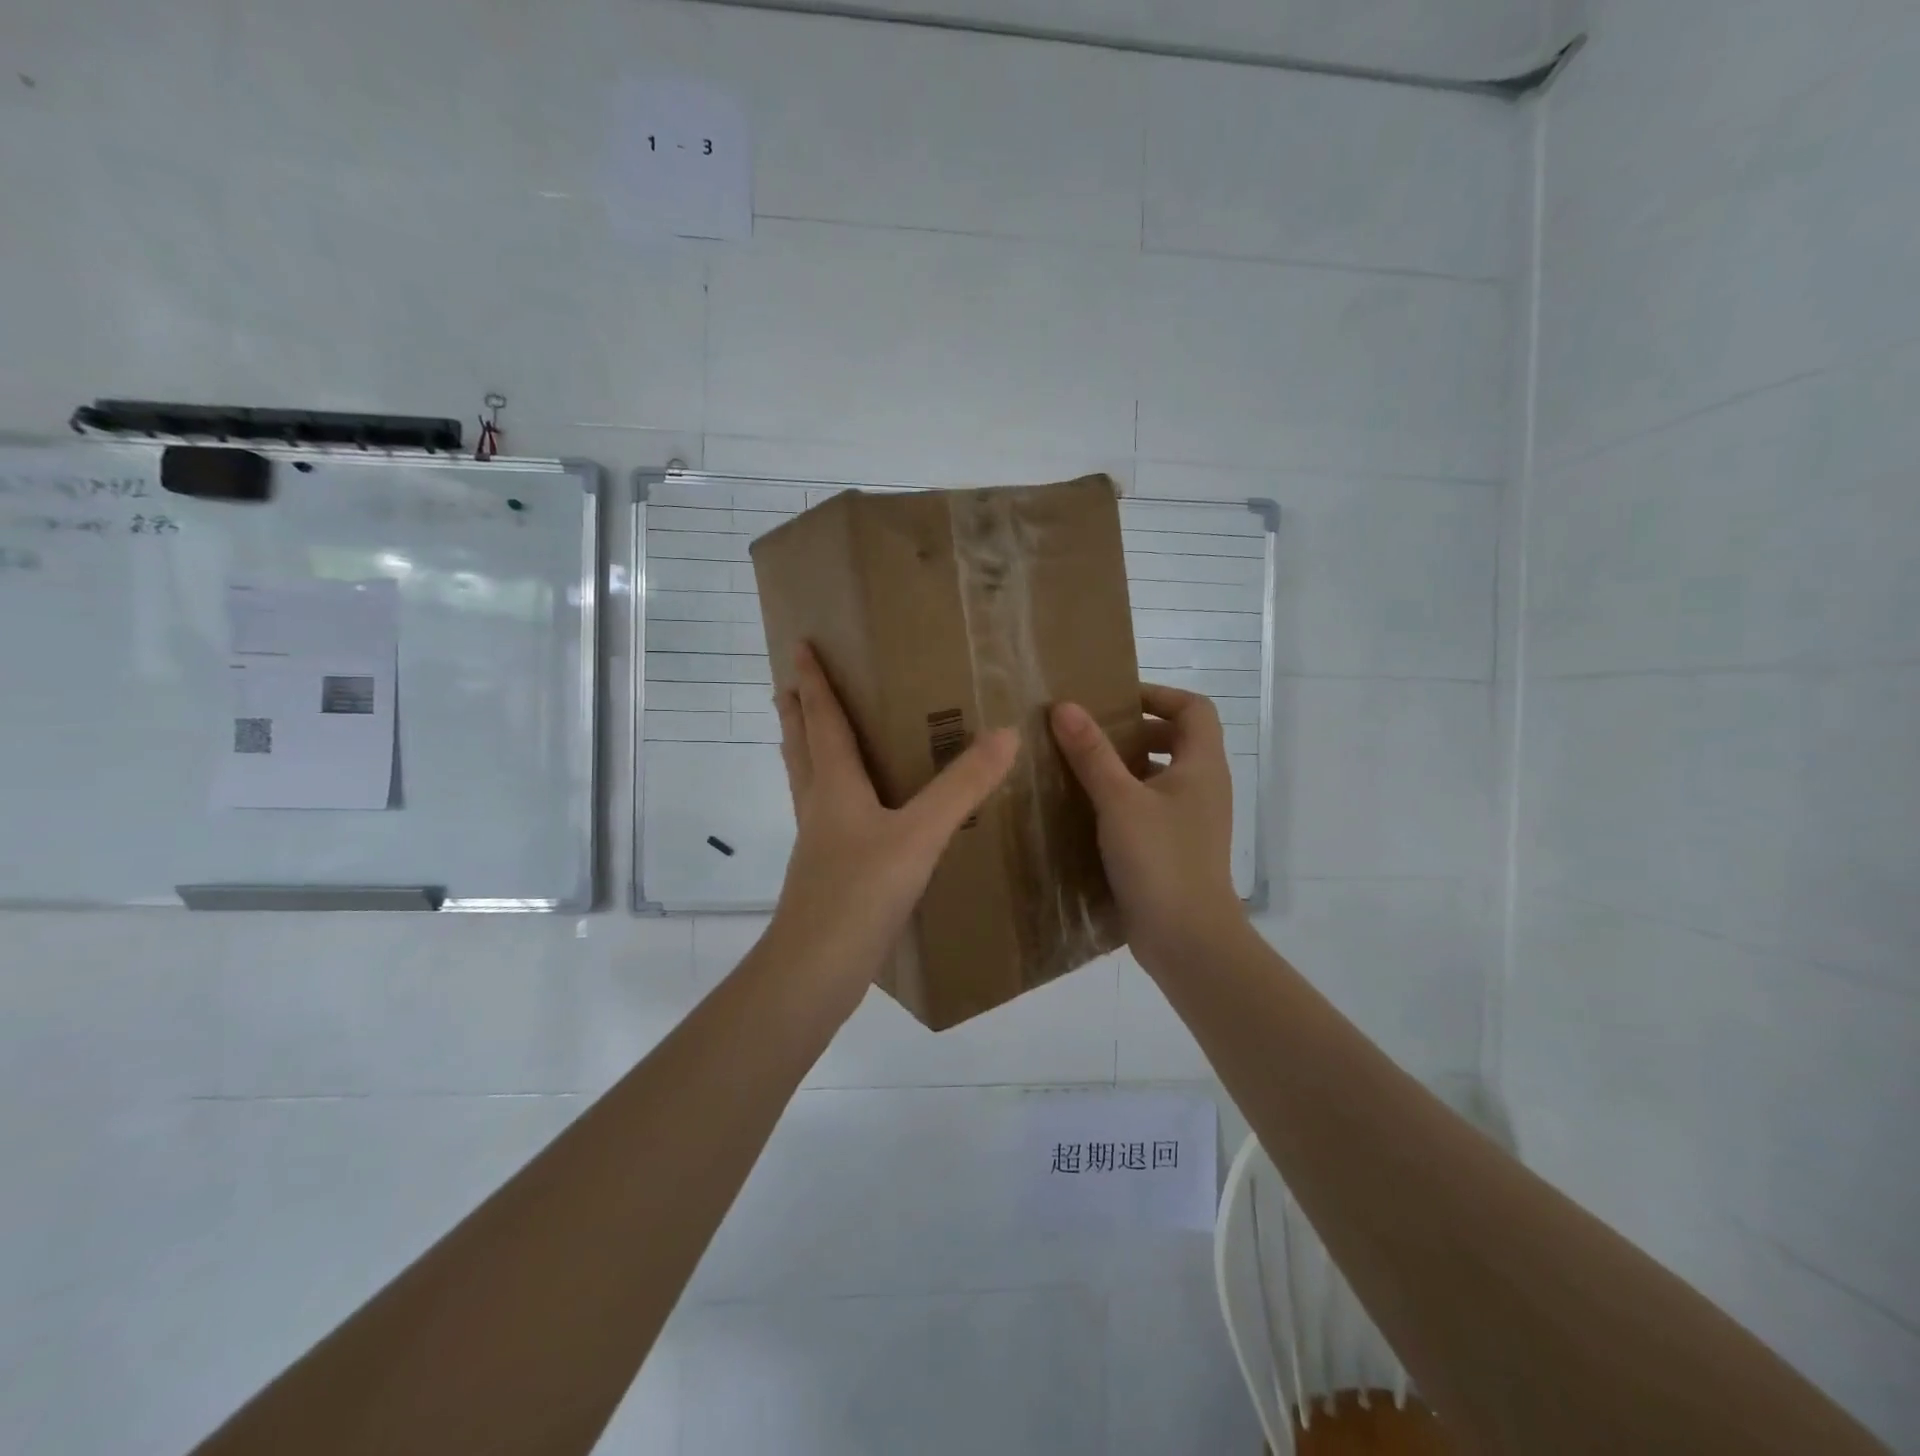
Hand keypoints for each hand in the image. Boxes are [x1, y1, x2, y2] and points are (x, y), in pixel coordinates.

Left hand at [769, 644, 1018, 1016]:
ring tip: (809, 733)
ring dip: (804, 749)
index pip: (822, 719)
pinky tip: (850, 810)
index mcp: (834, 785)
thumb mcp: (921, 834)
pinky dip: (827, 792)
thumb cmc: (861, 891)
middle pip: (801, 745)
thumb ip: (963, 786)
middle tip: (791, 683)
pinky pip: (823, 814)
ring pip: (805, 780)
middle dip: (796, 711)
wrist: (816, 969)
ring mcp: (817, 841)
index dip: (813, 681)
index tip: (799, 644)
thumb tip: (1006, 734)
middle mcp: (818, 805)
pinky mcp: (825, 871)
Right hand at [1050, 685, 1245, 974]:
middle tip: (1089, 732)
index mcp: (1202, 766)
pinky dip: (1123, 799)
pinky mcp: (1173, 847)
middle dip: (1134, 730)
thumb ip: (1092, 753)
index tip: (1114, 699)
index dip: (1158, 694)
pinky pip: (1149, 807)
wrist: (1188, 940)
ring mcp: (1190, 820)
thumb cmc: (1161, 860)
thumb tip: (1065, 706)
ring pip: (1159, 775)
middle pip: (1176, 738)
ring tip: (1079, 766)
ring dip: (1124, 765)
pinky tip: (1086, 810)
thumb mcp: (1119, 801)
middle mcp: (1202, 787)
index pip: (1193, 707)